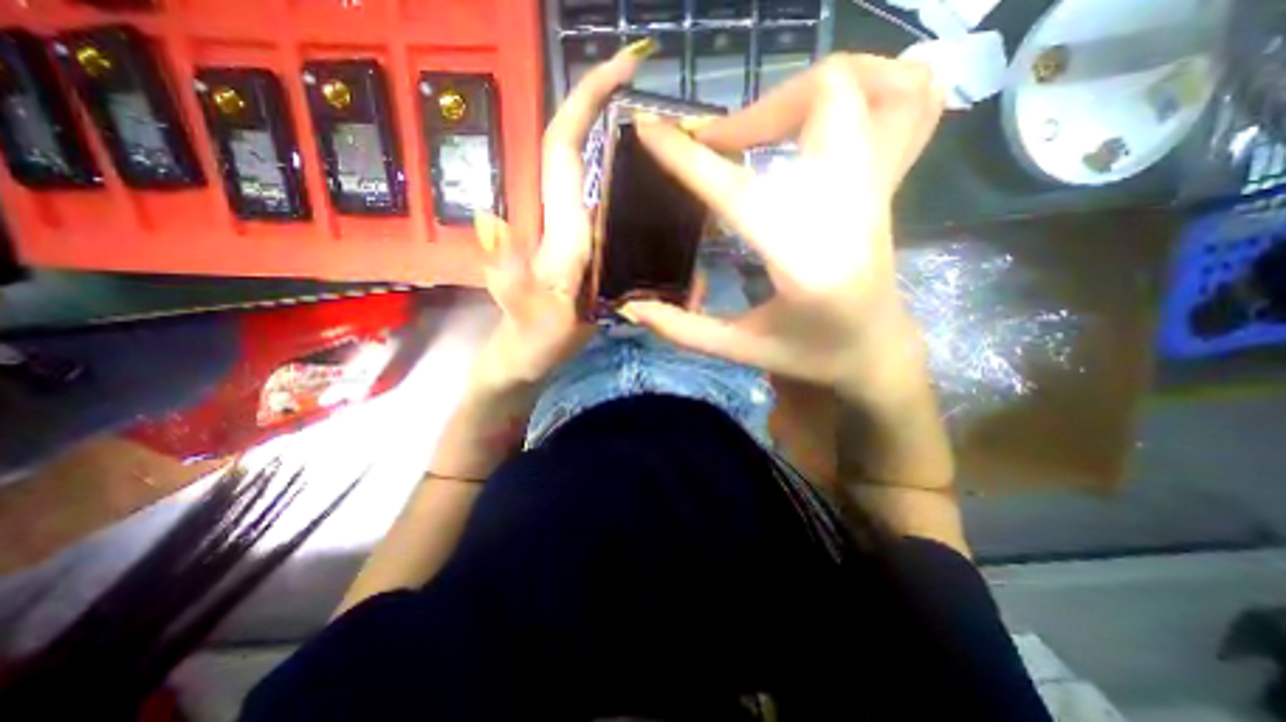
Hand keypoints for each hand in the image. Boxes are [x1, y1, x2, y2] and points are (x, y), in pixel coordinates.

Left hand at [468, 41, 652, 394]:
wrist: (530, 355)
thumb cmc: (529, 337)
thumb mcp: (521, 310)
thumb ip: (509, 272)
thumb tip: (492, 216)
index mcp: (555, 224)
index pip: (563, 145)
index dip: (587, 100)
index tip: (625, 65)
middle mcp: (565, 217)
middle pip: (583, 148)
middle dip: (614, 106)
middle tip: (669, 103)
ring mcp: (578, 232)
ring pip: (602, 177)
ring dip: (633, 149)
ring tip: (680, 146)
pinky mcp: (590, 249)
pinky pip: (615, 211)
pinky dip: (639, 193)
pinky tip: (667, 200)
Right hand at [624, 53, 941, 397]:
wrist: (875, 351)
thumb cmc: (808, 355)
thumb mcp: (740, 350)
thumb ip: (683, 330)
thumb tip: (631, 308)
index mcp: (805, 264)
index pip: (741, 194)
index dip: (689, 160)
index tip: (648, 131)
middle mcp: (849, 214)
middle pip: (825, 101)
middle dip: (755, 112)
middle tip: (718, 146)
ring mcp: (878, 191)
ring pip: (873, 86)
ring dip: (808, 90)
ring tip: (767, 125)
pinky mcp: (888, 184)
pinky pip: (910, 102)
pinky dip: (871, 83)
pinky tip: (825, 117)